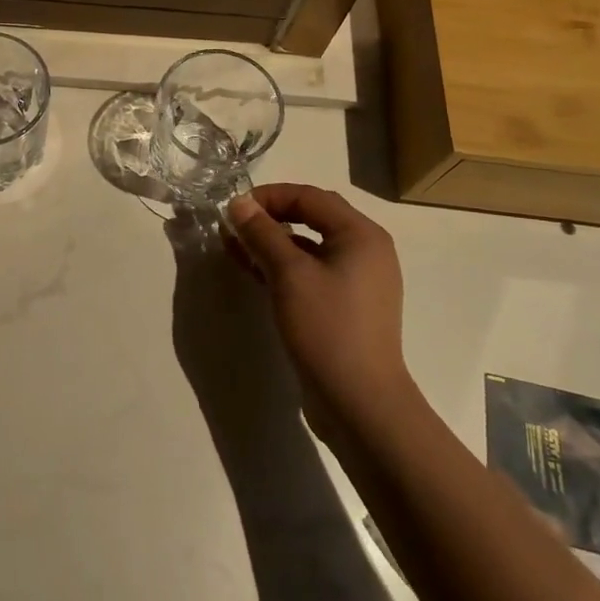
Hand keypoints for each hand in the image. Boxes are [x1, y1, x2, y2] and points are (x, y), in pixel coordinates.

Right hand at [226, 185, 415, 429]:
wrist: (360, 403)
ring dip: (273, 243)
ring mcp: (358, 280)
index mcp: (361, 234)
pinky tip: (255, 273)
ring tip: (235, 248)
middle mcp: (365, 250)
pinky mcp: (347, 306)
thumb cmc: (327, 328)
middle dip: (270, 218)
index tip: (234, 209)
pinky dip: (284, 267)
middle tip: (234, 226)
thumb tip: (238, 203)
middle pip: (312, 217)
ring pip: (309, 247)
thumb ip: (262, 233)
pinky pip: (312, 272)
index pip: (309, 197)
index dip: (269, 197)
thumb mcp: (288, 274)